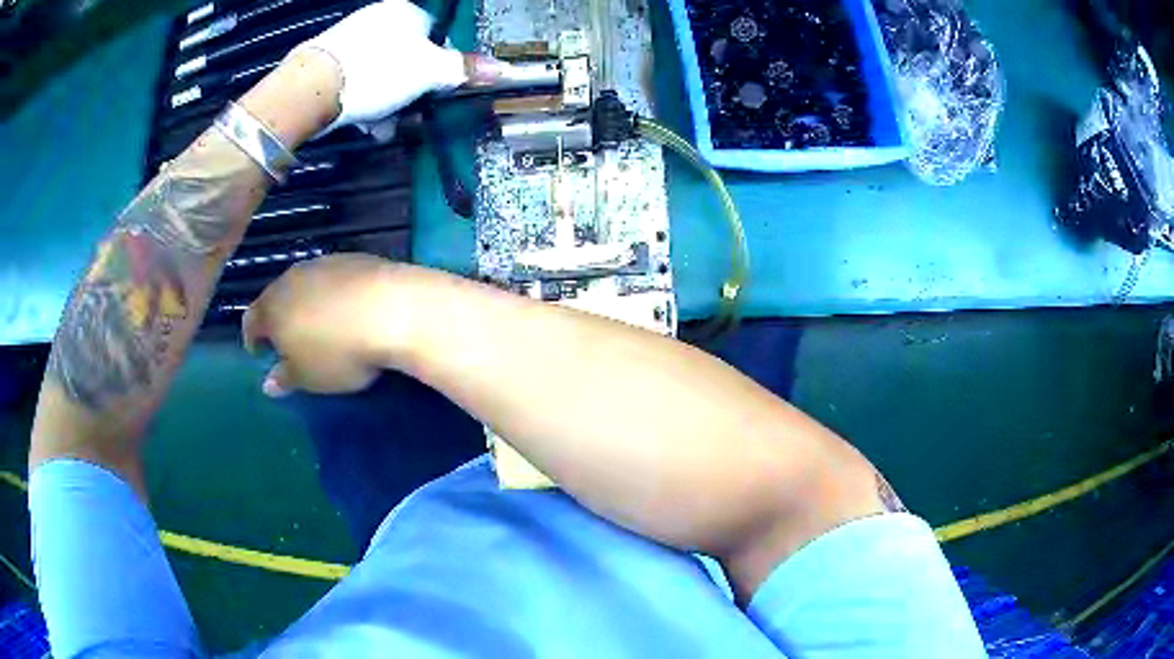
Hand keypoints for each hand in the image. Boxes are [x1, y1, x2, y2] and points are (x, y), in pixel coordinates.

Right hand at [242, 254, 397, 396]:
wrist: (391, 309)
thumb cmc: (339, 352)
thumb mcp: (309, 377)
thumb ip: (286, 378)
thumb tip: (268, 383)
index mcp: (272, 307)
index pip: (251, 320)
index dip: (252, 337)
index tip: (259, 352)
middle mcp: (291, 279)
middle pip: (276, 297)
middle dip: (278, 317)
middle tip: (288, 338)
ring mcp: (322, 263)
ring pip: (304, 284)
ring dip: (306, 302)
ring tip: (318, 323)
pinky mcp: (353, 257)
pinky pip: (333, 278)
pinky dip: (333, 293)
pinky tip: (347, 307)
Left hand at [295, 0, 500, 133]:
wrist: (311, 89)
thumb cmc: (377, 71)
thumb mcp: (429, 72)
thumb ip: (462, 69)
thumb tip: (499, 69)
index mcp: (405, 11)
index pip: (435, 32)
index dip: (440, 61)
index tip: (436, 86)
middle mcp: (376, 18)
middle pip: (406, 55)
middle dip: (410, 88)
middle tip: (411, 110)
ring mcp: (349, 38)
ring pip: (380, 71)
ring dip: (387, 101)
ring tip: (384, 124)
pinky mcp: (327, 61)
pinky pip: (357, 79)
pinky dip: (364, 100)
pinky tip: (364, 121)